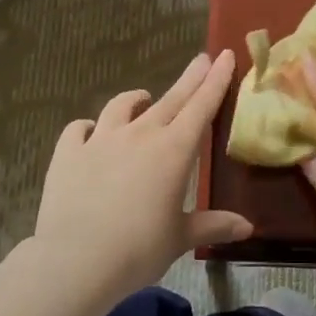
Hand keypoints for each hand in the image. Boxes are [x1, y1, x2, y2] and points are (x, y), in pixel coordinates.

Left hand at [32, 50, 253, 303]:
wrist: (76, 261)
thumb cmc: (138, 250)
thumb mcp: (180, 238)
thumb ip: (213, 225)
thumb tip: (247, 227)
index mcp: (174, 151)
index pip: (201, 107)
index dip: (216, 80)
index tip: (224, 55)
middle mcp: (139, 135)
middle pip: (170, 99)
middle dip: (189, 78)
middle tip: (201, 59)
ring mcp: (100, 140)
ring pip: (121, 106)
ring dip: (136, 99)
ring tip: (143, 98)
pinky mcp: (67, 152)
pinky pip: (78, 129)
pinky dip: (87, 127)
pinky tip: (88, 131)